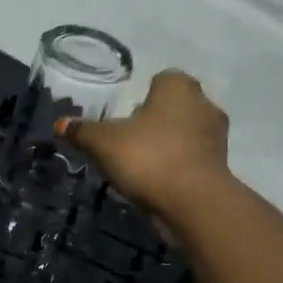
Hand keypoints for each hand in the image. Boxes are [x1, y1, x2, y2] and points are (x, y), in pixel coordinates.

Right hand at [58, 69, 230, 215]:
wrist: (193, 202)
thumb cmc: (148, 157)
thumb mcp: (103, 142)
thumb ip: (82, 131)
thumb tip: (61, 124)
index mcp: (178, 86)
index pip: (159, 80)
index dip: (140, 96)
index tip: (123, 117)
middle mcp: (204, 103)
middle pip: (172, 107)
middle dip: (154, 120)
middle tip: (127, 140)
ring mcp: (217, 136)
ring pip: (184, 133)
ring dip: (166, 144)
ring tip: (140, 165)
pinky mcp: (221, 165)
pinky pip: (192, 158)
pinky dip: (177, 166)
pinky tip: (157, 182)